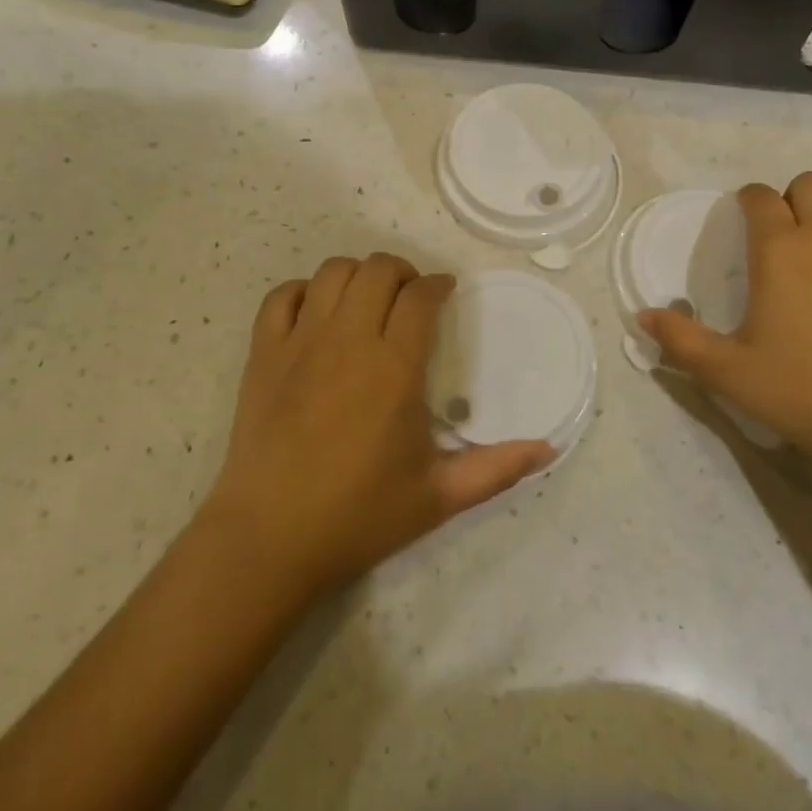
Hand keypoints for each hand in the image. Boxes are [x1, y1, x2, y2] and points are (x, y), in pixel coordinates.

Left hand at [206, 254, 555, 601]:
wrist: (270, 540)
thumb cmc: (359, 516)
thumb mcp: (439, 496)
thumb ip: (497, 469)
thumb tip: (549, 450)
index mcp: (394, 369)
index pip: (420, 297)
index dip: (437, 285)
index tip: (446, 293)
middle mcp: (348, 342)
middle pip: (377, 270)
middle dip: (402, 272)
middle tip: (411, 298)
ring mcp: (300, 344)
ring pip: (331, 273)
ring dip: (357, 276)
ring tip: (368, 302)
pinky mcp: (263, 355)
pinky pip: (280, 297)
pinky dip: (303, 293)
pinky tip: (317, 315)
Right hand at [640, 174, 811, 489]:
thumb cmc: (807, 393)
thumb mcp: (729, 373)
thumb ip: (681, 340)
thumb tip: (643, 317)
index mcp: (781, 250)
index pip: (759, 197)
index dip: (747, 200)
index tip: (743, 218)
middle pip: (809, 184)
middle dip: (791, 199)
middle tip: (784, 236)